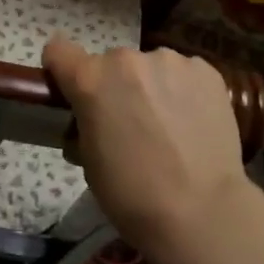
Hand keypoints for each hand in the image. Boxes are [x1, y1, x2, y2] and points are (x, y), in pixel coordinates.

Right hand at [41, 40, 254, 262]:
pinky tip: (194, 122)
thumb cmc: (133, 195)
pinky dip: (184, 91)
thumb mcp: (89, 161)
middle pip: (110, 62)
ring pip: (150, 66)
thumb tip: (94, 118)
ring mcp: (170, 61)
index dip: (62, 69)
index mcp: (91, 80)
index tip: (71, 89)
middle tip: (130, 122)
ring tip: (169, 125)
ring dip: (151, 86)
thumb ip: (86, 123)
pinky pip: (184, 73)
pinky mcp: (205, 70)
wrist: (202, 212)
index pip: (58, 51)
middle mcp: (127, 59)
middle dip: (115, 86)